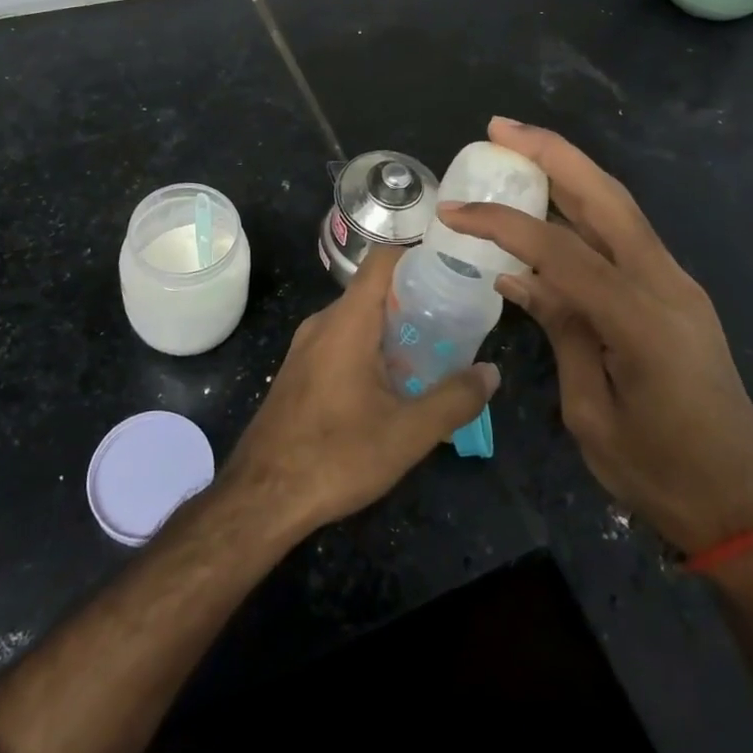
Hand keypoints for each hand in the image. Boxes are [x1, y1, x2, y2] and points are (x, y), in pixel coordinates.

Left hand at [222, 245, 499, 536]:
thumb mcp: (407, 433)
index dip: (418, 255)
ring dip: (393, 329)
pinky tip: (392, 384)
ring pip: (357, 320)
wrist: (261, 497)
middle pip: (374, 290)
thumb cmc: (336, 456)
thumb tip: (491, 372)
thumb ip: (454, 400)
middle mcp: (323, 323)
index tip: (452, 268)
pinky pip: (341, 342)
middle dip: (415, 300)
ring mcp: (305, 347)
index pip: (383, 260)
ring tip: (432, 352)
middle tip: (455, 319)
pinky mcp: (299, 372)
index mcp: (347, 321)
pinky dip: (371, 348)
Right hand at [439, 118, 752, 553]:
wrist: (742, 504)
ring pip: (620, 207)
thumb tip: (518, 277)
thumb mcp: (591, 412)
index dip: (503, 224)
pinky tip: (552, 204)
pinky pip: (625, 235)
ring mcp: (679, 284)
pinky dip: (585, 208)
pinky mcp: (677, 291)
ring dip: (570, 170)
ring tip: (520, 147)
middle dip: (552, 154)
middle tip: (500, 128)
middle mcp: (668, 285)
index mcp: (642, 322)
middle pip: (606, 198)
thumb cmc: (659, 474)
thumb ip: (562, 331)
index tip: (453, 212)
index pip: (561, 251)